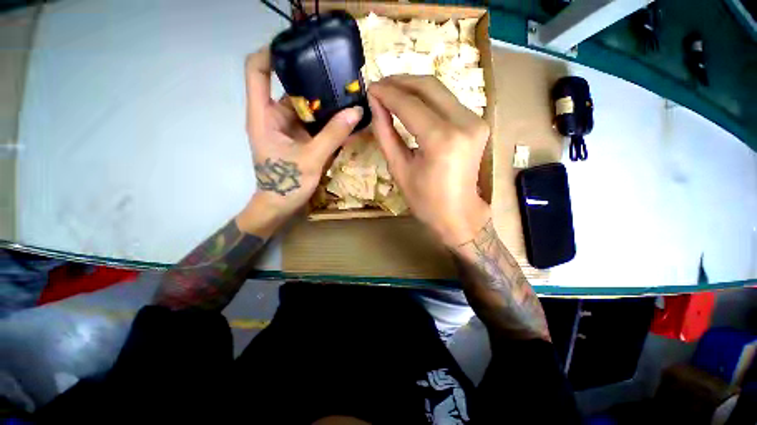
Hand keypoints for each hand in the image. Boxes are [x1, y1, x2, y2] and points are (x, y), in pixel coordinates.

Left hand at [242, 47, 363, 227]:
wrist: (280, 206)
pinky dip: (326, 120)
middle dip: (311, 80)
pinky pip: (312, 123)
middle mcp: (273, 117)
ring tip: (346, 94)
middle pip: (288, 87)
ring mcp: (286, 128)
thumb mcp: (312, 159)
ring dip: (323, 102)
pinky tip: (343, 118)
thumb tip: (356, 111)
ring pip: (304, 107)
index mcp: (263, 116)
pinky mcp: (298, 138)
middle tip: (337, 74)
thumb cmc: (287, 184)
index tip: (298, 46)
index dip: (272, 53)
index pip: (257, 71)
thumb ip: (333, 135)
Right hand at [368, 75, 490, 246]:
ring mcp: (475, 121)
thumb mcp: (399, 169)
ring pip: (440, 90)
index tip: (370, 88)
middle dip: (401, 81)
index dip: (387, 93)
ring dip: (414, 87)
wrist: (458, 214)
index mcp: (441, 140)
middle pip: (429, 86)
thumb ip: (385, 134)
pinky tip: (413, 102)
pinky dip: (428, 98)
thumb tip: (375, 104)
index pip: (410, 104)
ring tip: (392, 92)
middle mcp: (463, 123)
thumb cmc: (426, 200)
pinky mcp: (478, 124)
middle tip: (380, 85)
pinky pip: (448, 102)